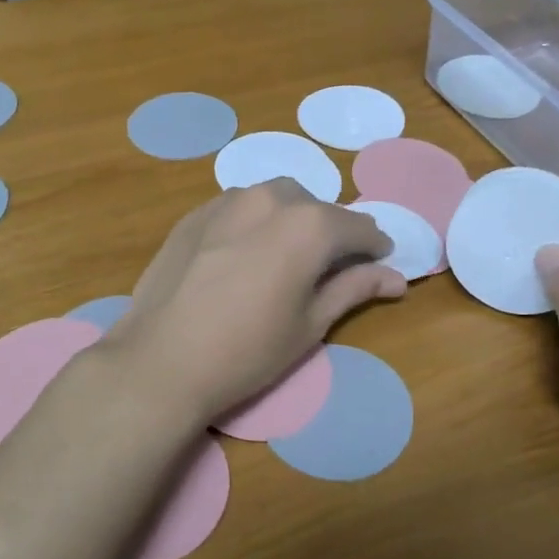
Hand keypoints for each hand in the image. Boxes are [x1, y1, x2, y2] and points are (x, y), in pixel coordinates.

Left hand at [108, 180, 407, 423]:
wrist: (162, 360)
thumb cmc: (248, 350)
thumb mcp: (311, 324)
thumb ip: (354, 288)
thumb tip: (396, 277)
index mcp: (309, 224)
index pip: (358, 226)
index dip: (374, 246)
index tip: (378, 264)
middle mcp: (271, 198)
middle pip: (316, 208)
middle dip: (330, 232)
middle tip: (327, 268)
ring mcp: (227, 201)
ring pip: (275, 200)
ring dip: (291, 220)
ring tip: (284, 259)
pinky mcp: (195, 214)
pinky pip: (239, 207)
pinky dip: (255, 223)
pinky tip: (244, 256)